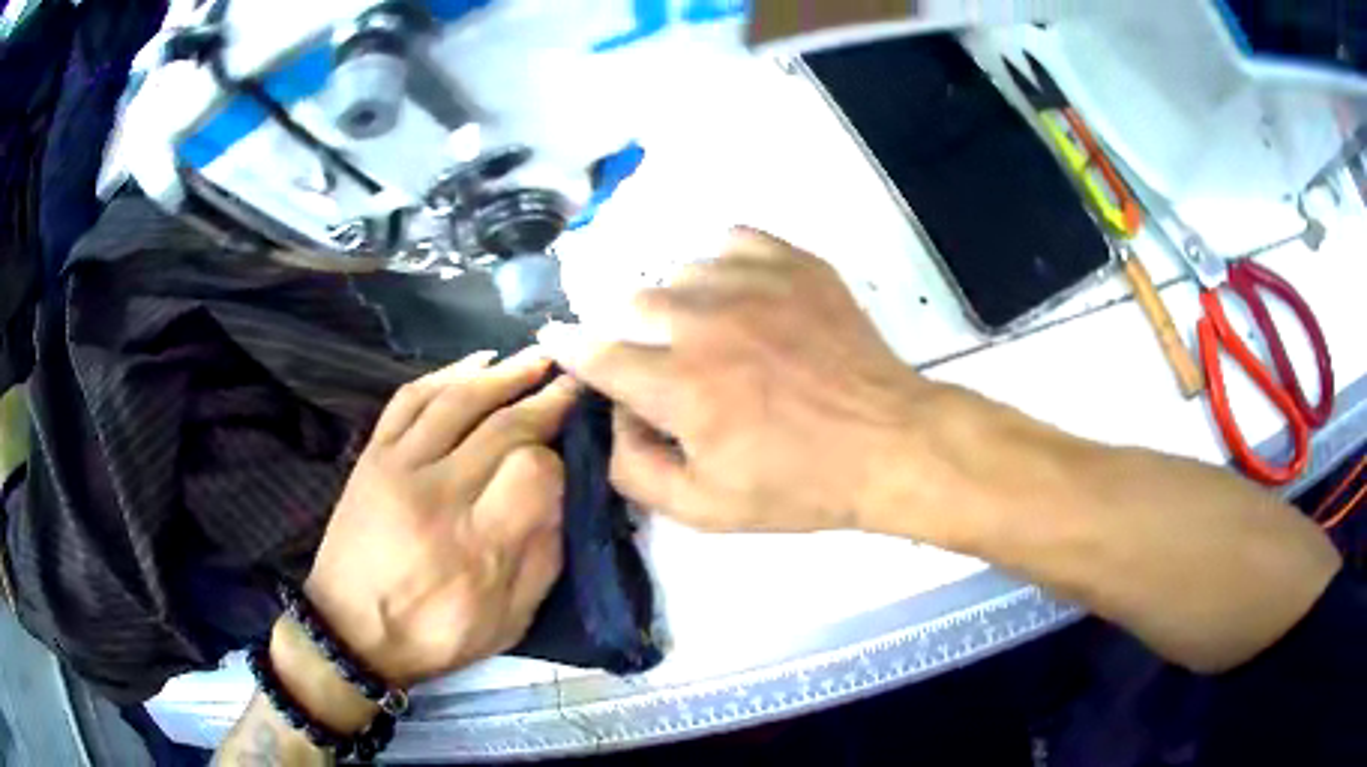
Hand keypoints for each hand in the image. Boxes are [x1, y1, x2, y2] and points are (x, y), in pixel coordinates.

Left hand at [304, 350, 577, 686]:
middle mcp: (438, 494)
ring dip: (504, 373)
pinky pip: (409, 398)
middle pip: (502, 426)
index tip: (572, 453)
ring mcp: (398, 467)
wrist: (350, 631)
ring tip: (538, 357)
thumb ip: (544, 556)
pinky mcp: (372, 455)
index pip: (534, 471)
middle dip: (546, 400)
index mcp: (479, 545)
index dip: (561, 456)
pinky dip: (447, 372)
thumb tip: (564, 492)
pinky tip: (477, 361)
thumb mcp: (509, 619)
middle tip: (574, 382)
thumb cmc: (436, 634)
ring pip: (458, 400)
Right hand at [539, 227, 942, 533]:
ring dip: (677, 303)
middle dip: (632, 334)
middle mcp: (704, 323)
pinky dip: (719, 264)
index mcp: (680, 387)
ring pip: (677, 272)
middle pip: (631, 305)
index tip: (554, 336)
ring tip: (710, 332)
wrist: (888, 442)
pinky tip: (738, 294)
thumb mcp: (706, 510)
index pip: (597, 354)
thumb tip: (613, 418)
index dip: (569, 347)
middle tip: (665, 363)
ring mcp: (750, 283)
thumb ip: (636, 470)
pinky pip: (728, 241)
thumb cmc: (800, 484)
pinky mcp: (791, 263)